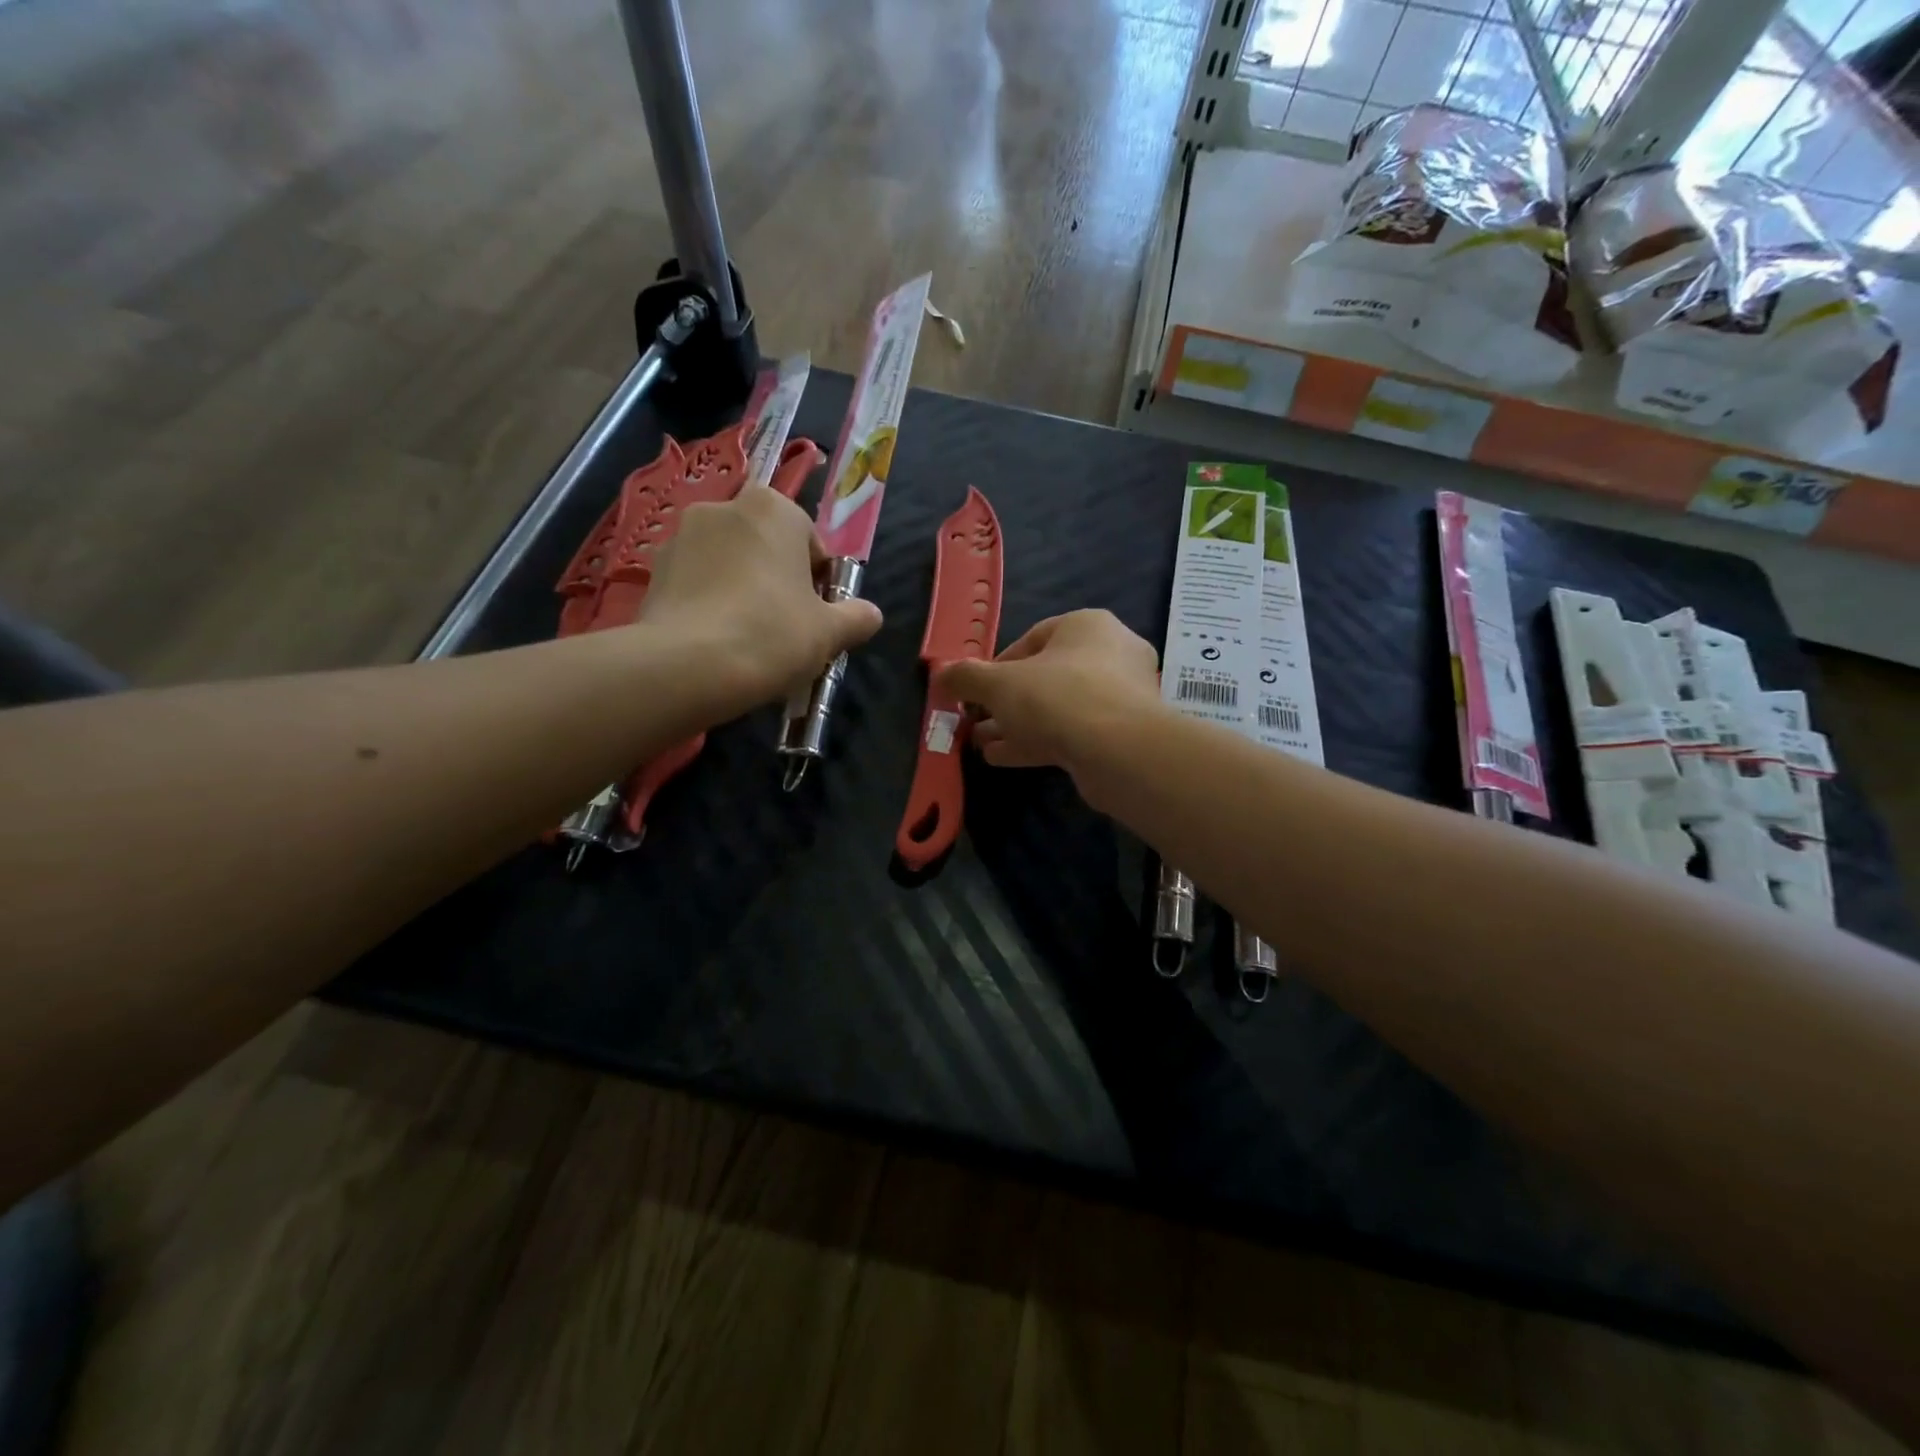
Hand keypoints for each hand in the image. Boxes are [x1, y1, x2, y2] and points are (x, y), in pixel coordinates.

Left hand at [640, 486, 882, 712]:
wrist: (687, 666)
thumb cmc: (772, 634)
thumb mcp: (830, 632)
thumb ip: (856, 617)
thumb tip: (870, 614)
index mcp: (773, 508)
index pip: (810, 541)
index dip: (818, 581)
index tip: (815, 616)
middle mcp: (724, 507)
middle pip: (765, 547)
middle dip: (776, 580)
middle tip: (784, 628)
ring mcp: (681, 536)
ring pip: (728, 564)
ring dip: (740, 589)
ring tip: (746, 638)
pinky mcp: (653, 569)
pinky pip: (695, 583)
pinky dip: (708, 603)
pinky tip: (715, 641)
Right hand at [935, 610, 1160, 785]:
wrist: (1119, 752)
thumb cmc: (1057, 697)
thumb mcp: (999, 684)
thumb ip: (967, 677)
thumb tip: (940, 674)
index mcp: (1087, 626)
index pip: (1034, 637)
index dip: (998, 664)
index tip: (977, 689)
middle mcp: (1110, 655)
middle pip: (1046, 676)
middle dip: (1006, 701)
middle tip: (976, 719)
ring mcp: (1120, 697)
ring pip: (1057, 708)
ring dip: (1017, 725)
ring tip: (980, 742)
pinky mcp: (1121, 735)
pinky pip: (1071, 733)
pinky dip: (1037, 742)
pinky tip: (1002, 758)